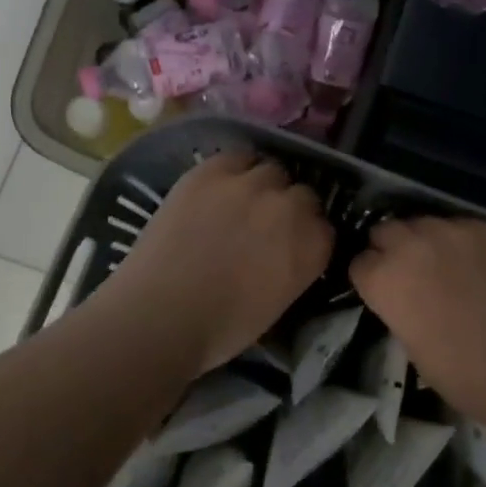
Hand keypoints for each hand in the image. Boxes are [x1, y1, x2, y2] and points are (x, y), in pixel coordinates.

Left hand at [99, 151, 331, 375]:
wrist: (160, 316)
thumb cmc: (222, 328)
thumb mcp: (280, 301)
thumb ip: (295, 266)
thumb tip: (286, 251)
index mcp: (313, 246)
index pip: (326, 226)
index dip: (307, 234)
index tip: (292, 244)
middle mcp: (290, 207)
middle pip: (302, 192)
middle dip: (289, 207)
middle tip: (265, 225)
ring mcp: (250, 184)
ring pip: (271, 170)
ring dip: (263, 185)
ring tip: (240, 203)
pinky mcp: (211, 172)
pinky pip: (235, 158)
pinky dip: (233, 171)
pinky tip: (218, 190)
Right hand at [349, 217, 485, 422]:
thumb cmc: (465, 375)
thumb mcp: (412, 345)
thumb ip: (400, 307)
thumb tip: (407, 296)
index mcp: (384, 278)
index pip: (359, 262)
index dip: (372, 278)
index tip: (384, 292)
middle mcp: (412, 243)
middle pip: (387, 231)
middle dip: (392, 249)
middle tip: (412, 274)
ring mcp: (454, 230)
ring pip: (427, 223)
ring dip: (428, 241)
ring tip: (448, 265)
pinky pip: (466, 227)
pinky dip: (466, 243)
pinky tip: (482, 266)